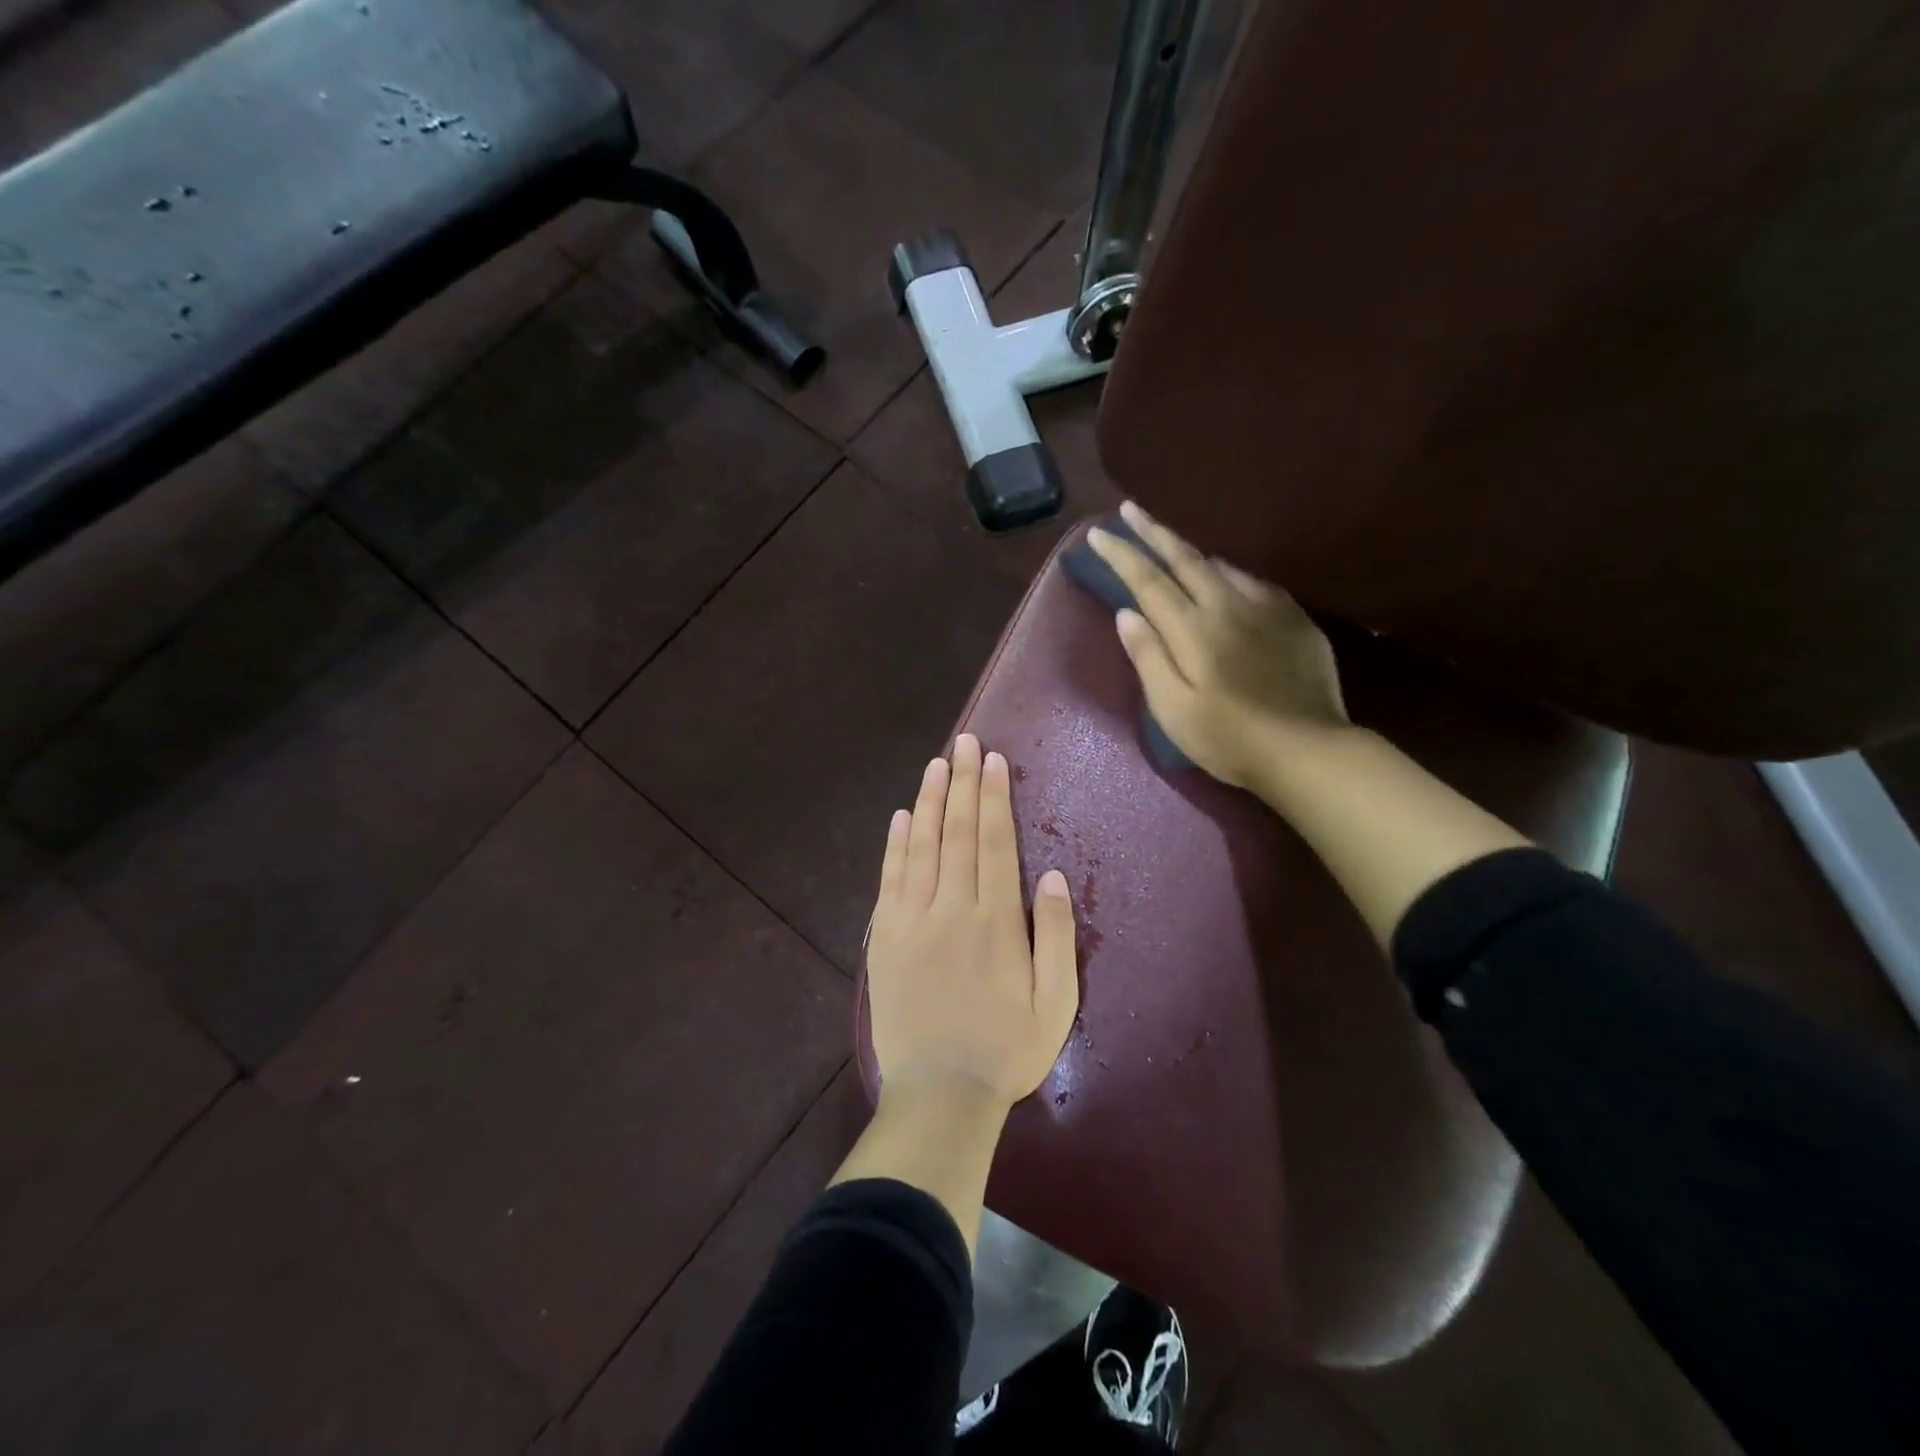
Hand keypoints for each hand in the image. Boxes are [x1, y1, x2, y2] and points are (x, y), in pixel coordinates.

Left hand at [866, 733, 1079, 1111]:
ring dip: (928, 802)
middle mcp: (950, 908)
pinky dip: (895, 844)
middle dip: (961, 783)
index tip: (992, 760)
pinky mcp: (883, 938)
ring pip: (920, 846)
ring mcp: (910, 921)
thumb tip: (1050, 875)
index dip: (992, 797)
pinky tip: (900, 817)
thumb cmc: (1006, 1050)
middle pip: (956, 832)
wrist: (939, 1094)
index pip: (993, 842)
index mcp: (994, 921)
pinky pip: (890, 879)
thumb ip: (1055, 936)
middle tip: (964, 743)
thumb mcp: (1055, 1003)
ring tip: (935, 765)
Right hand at [1088, 500, 1350, 789]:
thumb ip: (1149, 657)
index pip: (1148, 581)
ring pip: (1221, 564)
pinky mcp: (1294, 618)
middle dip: (1154, 531)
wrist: (1308, 750)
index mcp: (1192, 629)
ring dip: (1191, 548)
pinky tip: (1229, 576)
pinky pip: (1255, 580)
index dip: (1122, 554)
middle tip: (1131, 509)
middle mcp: (1227, 606)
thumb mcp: (1173, 709)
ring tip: (1173, 539)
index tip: (1099, 532)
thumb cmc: (1229, 739)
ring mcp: (1266, 608)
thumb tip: (1127, 614)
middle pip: (1185, 558)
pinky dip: (1230, 570)